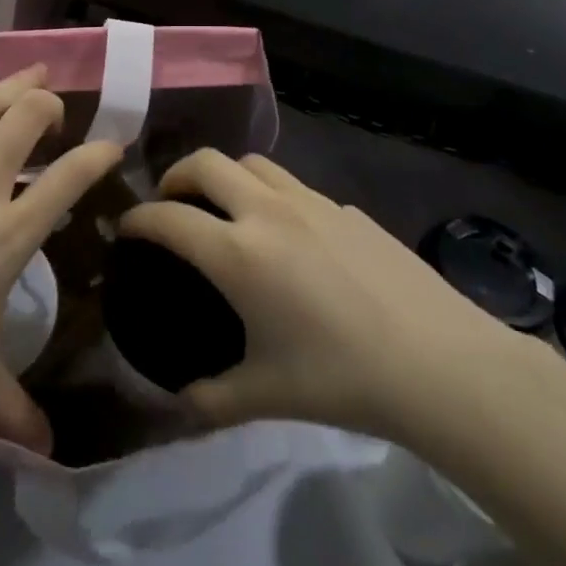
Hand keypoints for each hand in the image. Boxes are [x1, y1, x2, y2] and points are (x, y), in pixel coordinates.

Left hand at [0, 50, 120, 457]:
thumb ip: (14, 412)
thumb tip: (50, 455)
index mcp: (9, 233)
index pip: (69, 180)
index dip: (97, 156)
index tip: (112, 145)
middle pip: (25, 122)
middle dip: (48, 104)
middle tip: (53, 106)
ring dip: (10, 84)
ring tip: (31, 70)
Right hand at [120, 151, 533, 442]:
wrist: (438, 361)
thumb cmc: (342, 377)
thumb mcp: (267, 395)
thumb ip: (213, 398)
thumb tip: (182, 403)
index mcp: (238, 253)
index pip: (168, 218)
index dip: (138, 219)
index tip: (127, 230)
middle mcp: (267, 212)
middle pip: (206, 162)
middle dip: (177, 175)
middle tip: (173, 203)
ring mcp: (311, 202)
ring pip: (253, 162)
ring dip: (226, 174)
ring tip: (225, 206)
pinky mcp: (346, 207)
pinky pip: (294, 185)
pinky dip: (271, 194)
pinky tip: (289, 234)